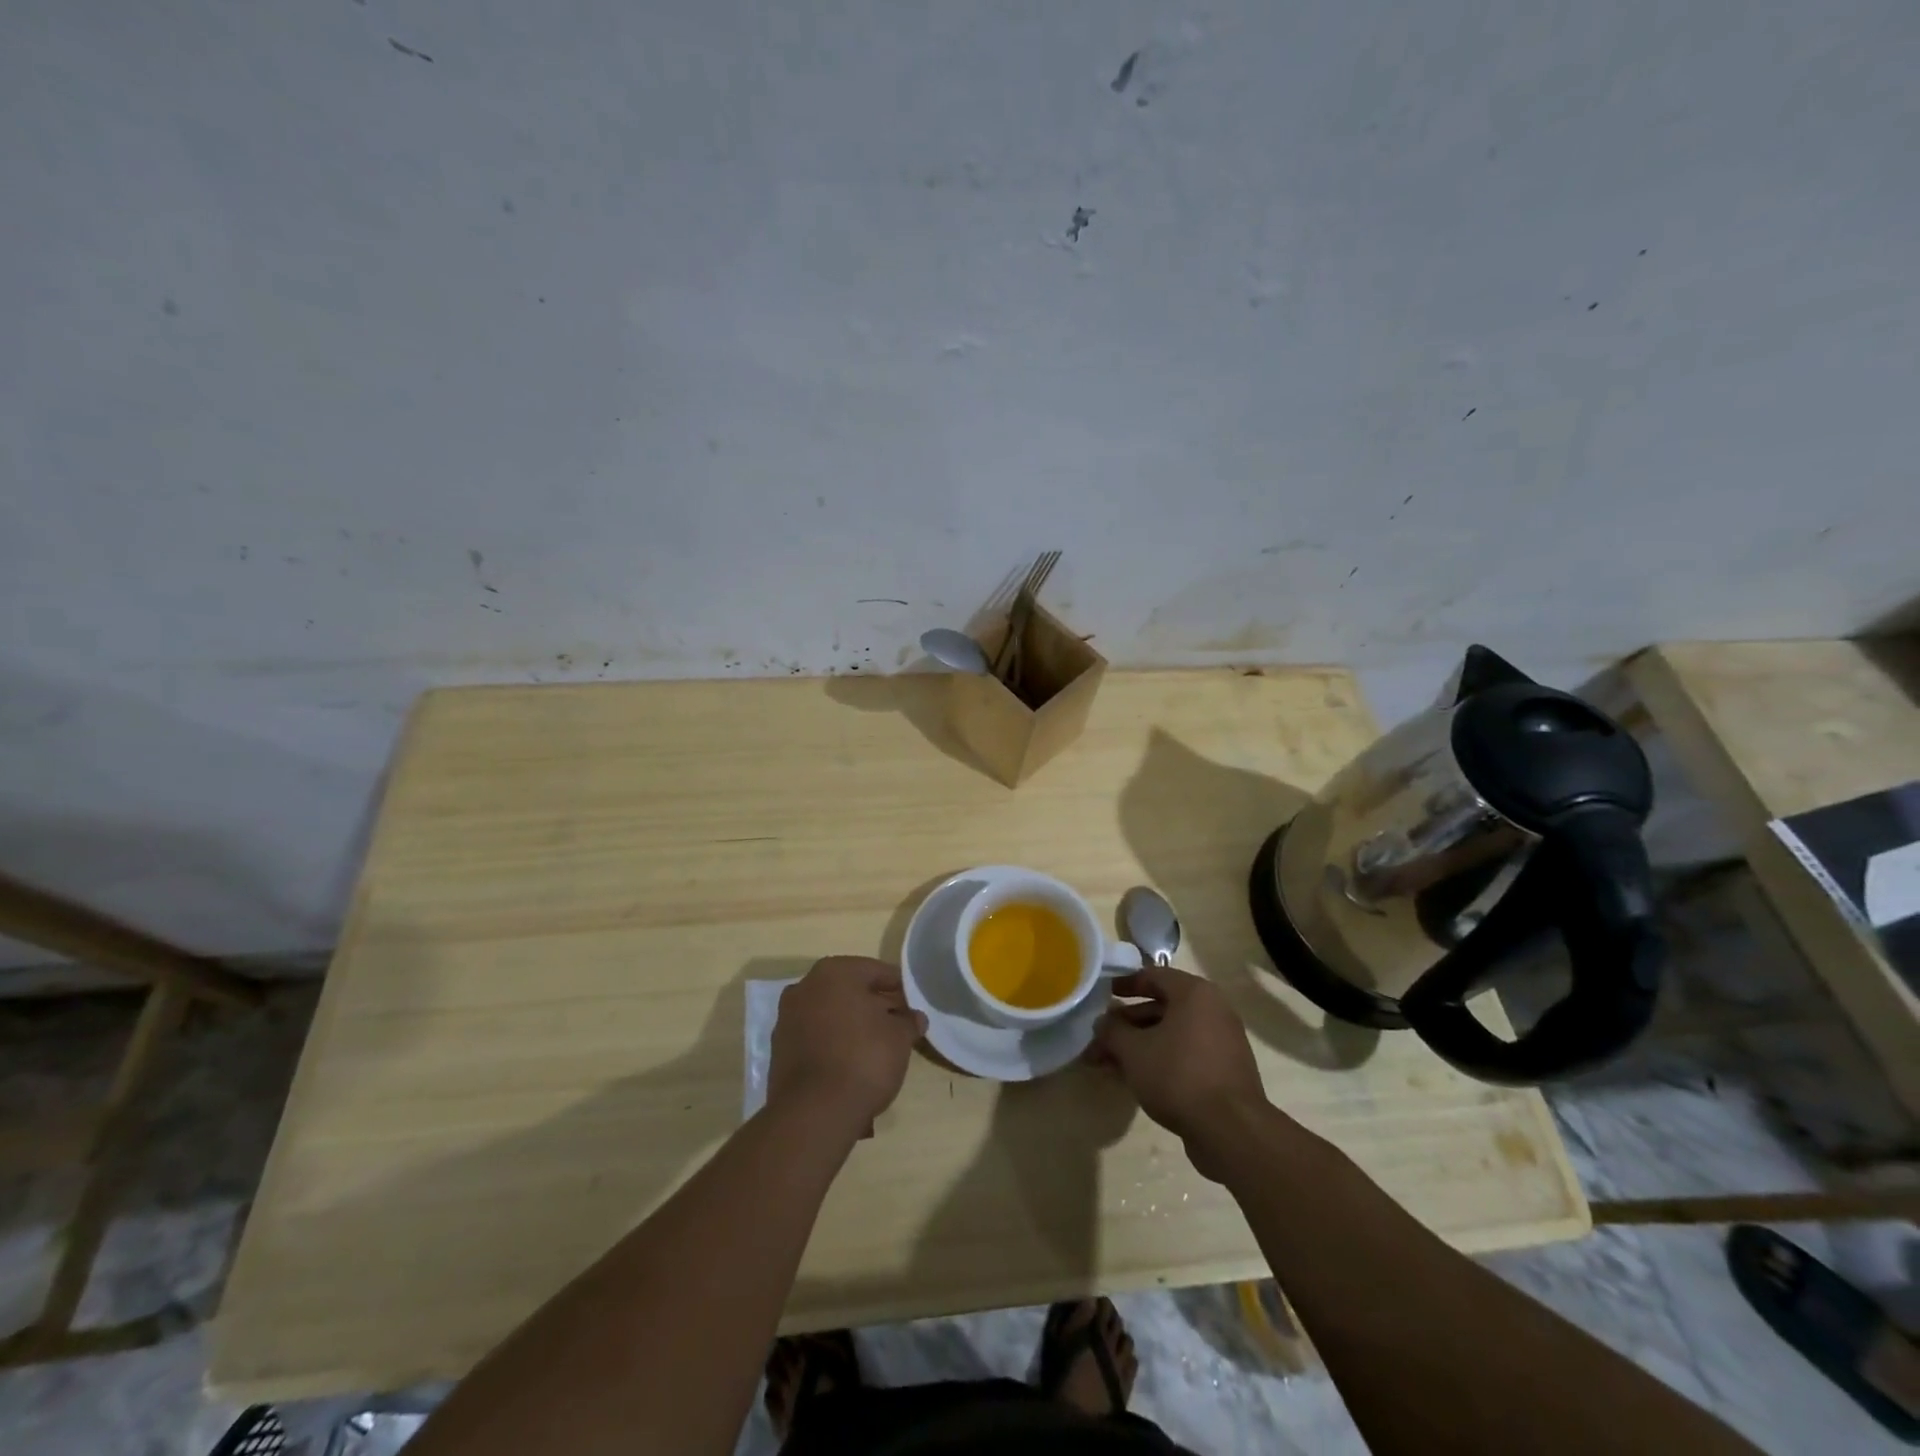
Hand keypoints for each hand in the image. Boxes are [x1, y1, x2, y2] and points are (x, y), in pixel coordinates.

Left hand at [767, 956, 927, 1141]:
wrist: (814, 1112)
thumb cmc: (863, 1058)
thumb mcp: (899, 1038)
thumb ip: (908, 1022)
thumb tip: (915, 1018)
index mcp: (834, 972)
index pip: (876, 971)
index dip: (898, 987)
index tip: (912, 1004)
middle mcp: (805, 987)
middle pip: (850, 990)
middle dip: (874, 1005)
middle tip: (897, 1024)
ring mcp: (788, 1018)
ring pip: (830, 1013)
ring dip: (852, 1023)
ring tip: (877, 1046)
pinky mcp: (780, 1050)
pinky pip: (816, 1036)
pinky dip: (833, 1042)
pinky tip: (852, 1062)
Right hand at [1089, 966, 1268, 1178]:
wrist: (1230, 1130)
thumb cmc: (1178, 1075)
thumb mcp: (1133, 1050)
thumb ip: (1112, 1031)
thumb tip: (1102, 1023)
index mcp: (1195, 993)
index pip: (1154, 975)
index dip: (1125, 983)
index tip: (1103, 994)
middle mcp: (1213, 1010)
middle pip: (1161, 1008)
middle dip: (1127, 1024)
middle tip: (1100, 1038)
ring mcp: (1222, 1042)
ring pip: (1171, 1034)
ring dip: (1139, 1045)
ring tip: (1109, 1064)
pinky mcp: (1224, 1071)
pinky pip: (1185, 1055)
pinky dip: (1160, 1060)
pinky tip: (1135, 1079)